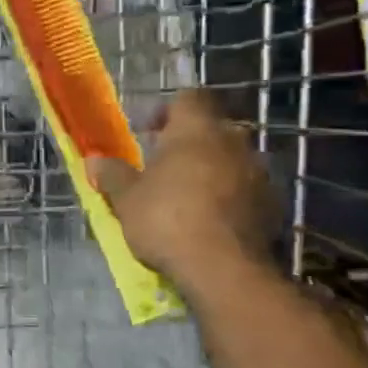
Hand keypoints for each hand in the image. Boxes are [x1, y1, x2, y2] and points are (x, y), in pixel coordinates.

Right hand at [87, 89, 274, 294]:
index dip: (167, 110)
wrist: (224, 270)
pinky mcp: (273, 206)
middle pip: (213, 128)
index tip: (149, 132)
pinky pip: (247, 190)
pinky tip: (211, 220)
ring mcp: (259, 174)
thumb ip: (112, 175)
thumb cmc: (167, 219)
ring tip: (188, 195)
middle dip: (190, 142)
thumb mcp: (126, 198)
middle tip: (165, 165)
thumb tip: (94, 160)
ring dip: (212, 170)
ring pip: (232, 159)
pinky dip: (230, 197)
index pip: (189, 98)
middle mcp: (233, 142)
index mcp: (196, 130)